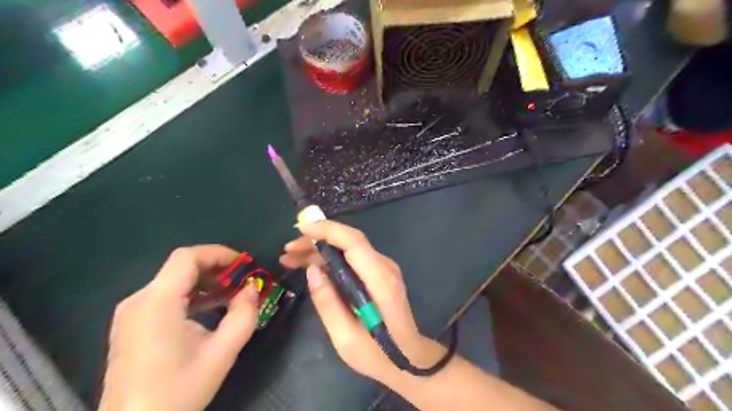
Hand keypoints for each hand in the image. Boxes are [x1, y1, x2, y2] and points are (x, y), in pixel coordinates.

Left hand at [99, 246, 259, 409]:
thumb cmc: (178, 391)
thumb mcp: (222, 353)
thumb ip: (244, 315)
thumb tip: (253, 289)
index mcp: (157, 302)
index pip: (188, 257)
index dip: (219, 254)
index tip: (245, 266)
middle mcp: (139, 300)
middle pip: (181, 267)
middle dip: (217, 269)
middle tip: (244, 281)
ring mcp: (132, 313)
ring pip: (174, 281)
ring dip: (206, 282)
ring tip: (233, 294)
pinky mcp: (132, 325)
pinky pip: (165, 296)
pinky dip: (192, 295)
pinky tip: (211, 309)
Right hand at [280, 221, 439, 381]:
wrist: (410, 358)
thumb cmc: (378, 354)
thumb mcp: (345, 338)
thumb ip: (328, 303)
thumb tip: (312, 270)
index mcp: (380, 281)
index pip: (354, 242)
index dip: (328, 230)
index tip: (301, 229)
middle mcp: (385, 267)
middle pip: (349, 242)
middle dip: (317, 240)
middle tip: (288, 250)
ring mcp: (384, 269)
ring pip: (349, 249)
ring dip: (320, 250)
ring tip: (291, 258)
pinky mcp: (379, 274)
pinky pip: (352, 259)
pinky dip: (331, 259)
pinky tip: (311, 266)